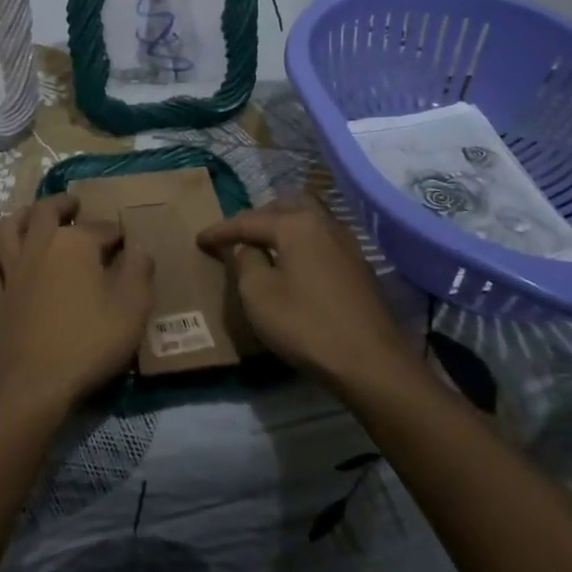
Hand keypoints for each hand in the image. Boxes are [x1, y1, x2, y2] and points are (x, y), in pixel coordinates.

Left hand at [0, 193, 154, 414]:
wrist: (34, 383)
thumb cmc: (89, 341)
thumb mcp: (133, 307)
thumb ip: (139, 271)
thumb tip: (138, 249)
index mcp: (74, 243)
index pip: (100, 228)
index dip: (115, 233)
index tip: (125, 241)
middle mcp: (39, 246)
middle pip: (45, 211)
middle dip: (62, 204)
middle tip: (73, 205)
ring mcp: (12, 271)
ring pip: (9, 230)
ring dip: (23, 217)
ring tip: (34, 216)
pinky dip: (0, 259)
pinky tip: (8, 263)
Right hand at [197, 196, 416, 390]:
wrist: (372, 364)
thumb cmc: (306, 325)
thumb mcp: (258, 295)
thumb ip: (246, 262)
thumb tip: (249, 248)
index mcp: (296, 224)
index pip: (248, 220)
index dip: (221, 231)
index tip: (199, 240)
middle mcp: (324, 223)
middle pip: (284, 207)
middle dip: (257, 217)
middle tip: (236, 236)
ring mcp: (347, 244)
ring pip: (308, 219)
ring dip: (283, 226)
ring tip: (264, 245)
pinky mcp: (359, 267)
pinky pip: (321, 239)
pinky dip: (301, 242)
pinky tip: (295, 263)